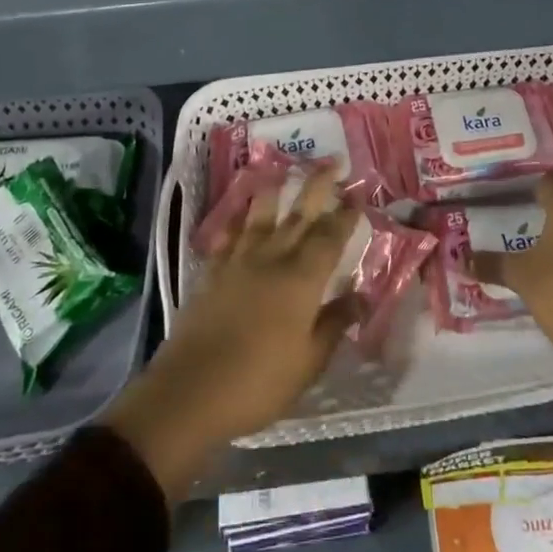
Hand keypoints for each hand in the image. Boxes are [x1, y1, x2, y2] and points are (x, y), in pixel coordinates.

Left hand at [102, 166, 359, 499]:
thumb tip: (361, 296)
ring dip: (273, 188)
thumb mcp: (309, 362)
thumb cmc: (259, 382)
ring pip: (260, 214)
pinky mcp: (212, 272)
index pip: (330, 237)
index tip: (358, 192)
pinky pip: (228, 235)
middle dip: (318, 184)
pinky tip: (240, 213)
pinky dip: (237, 220)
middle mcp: (272, 259)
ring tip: (280, 168)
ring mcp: (238, 262)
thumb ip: (335, 324)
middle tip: (332, 160)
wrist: (191, 390)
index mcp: (302, 279)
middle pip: (299, 213)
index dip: (346, 214)